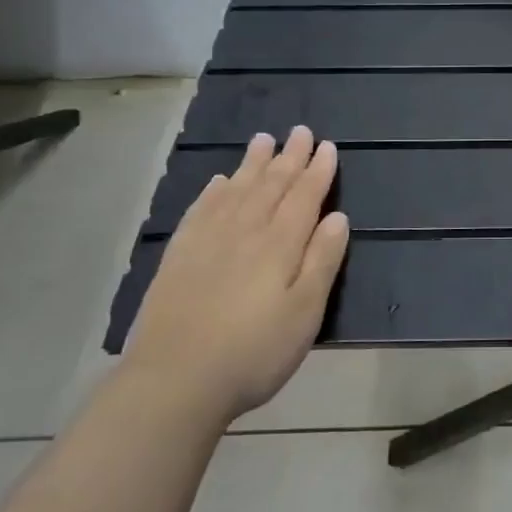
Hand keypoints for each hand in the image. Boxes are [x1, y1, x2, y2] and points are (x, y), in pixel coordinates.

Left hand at [124, 126, 348, 423]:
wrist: (174, 381)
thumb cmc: (254, 351)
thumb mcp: (304, 312)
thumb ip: (322, 261)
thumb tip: (338, 216)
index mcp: (280, 244)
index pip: (304, 197)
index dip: (318, 170)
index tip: (327, 146)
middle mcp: (245, 231)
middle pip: (271, 185)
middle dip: (289, 157)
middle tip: (300, 130)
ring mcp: (208, 241)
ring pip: (237, 190)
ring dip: (253, 163)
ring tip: (263, 139)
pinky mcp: (179, 256)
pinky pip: (201, 209)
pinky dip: (214, 190)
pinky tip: (220, 181)